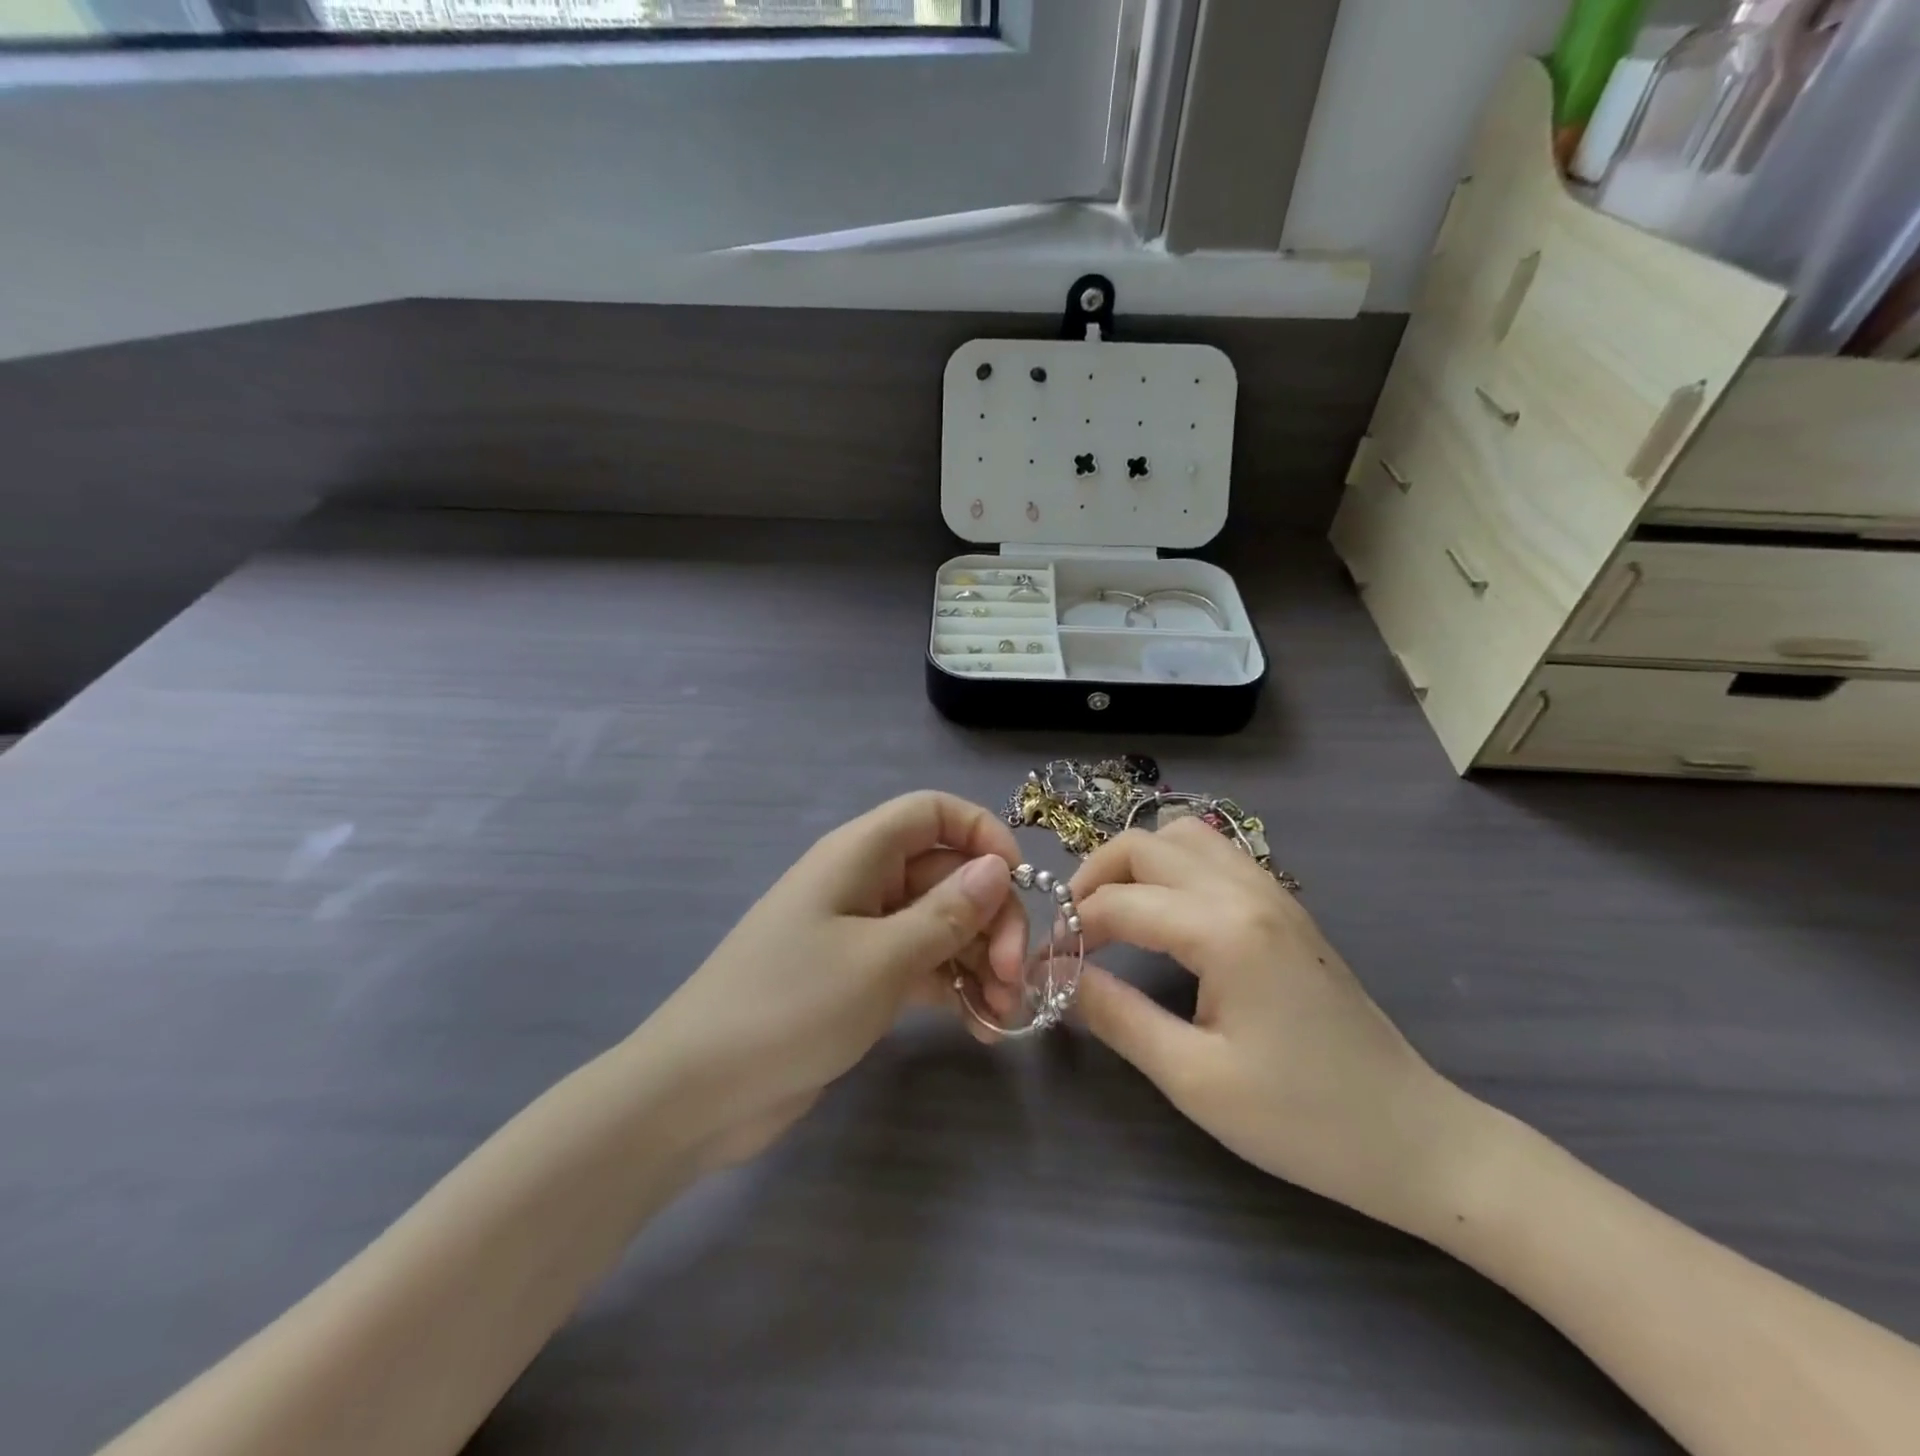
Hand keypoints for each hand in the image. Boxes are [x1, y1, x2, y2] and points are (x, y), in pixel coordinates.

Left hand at [639, 792, 1029, 1170]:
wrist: (699, 1093)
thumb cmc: (790, 1006)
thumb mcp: (879, 959)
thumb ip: (945, 913)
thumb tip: (997, 866)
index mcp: (859, 855)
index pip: (932, 813)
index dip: (981, 833)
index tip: (1019, 881)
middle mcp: (864, 883)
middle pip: (948, 875)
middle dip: (990, 918)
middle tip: (1013, 977)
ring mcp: (862, 934)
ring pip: (941, 925)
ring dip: (979, 961)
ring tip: (1003, 1014)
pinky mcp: (862, 980)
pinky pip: (923, 967)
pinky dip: (954, 990)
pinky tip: (981, 1028)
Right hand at [1070, 817, 1479, 1230]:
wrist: (1412, 1137)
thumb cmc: (1301, 1119)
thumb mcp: (1193, 1078)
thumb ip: (1117, 1017)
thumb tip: (1060, 977)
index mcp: (1224, 929)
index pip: (1119, 903)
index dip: (1071, 929)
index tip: (1044, 965)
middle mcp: (1246, 890)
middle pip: (1145, 844)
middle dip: (1094, 877)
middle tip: (1072, 930)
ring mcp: (1272, 891)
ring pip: (1182, 836)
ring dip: (1135, 863)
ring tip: (1113, 913)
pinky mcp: (1285, 906)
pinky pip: (1214, 855)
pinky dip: (1172, 866)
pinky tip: (1164, 913)